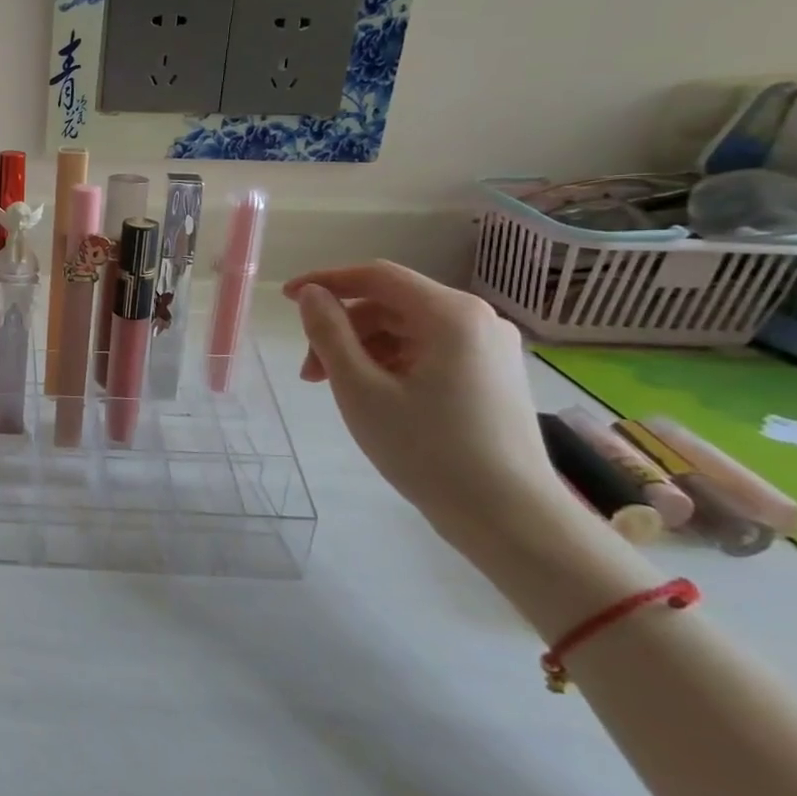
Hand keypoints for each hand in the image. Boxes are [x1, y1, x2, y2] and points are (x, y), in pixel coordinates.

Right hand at [284, 261, 574, 557]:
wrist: (510, 518)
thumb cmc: (427, 450)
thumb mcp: (360, 389)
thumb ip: (328, 333)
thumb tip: (311, 295)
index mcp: (450, 315)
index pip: (377, 276)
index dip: (326, 281)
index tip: (286, 298)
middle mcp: (478, 320)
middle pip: (391, 305)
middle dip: (342, 330)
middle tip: (310, 373)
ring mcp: (490, 349)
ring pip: (407, 329)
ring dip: (363, 350)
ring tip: (337, 391)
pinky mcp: (493, 375)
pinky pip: (429, 351)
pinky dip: (392, 363)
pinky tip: (374, 396)